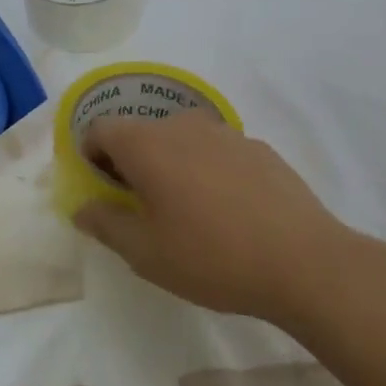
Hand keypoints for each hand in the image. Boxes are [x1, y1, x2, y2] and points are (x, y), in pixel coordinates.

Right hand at [72, 110, 352, 323]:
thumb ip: (105, 223)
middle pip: (141, 132)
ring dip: (171, 164)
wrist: (302, 260)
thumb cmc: (211, 257)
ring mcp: (225, 132)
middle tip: (141, 207)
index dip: (91, 155)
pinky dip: (206, 168)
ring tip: (186, 211)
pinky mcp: (258, 146)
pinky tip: (227, 210)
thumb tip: (83, 206)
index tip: (102, 190)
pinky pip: (215, 150)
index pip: (101, 128)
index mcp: (148, 144)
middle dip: (131, 162)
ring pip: (181, 139)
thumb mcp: (145, 253)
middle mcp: (183, 125)